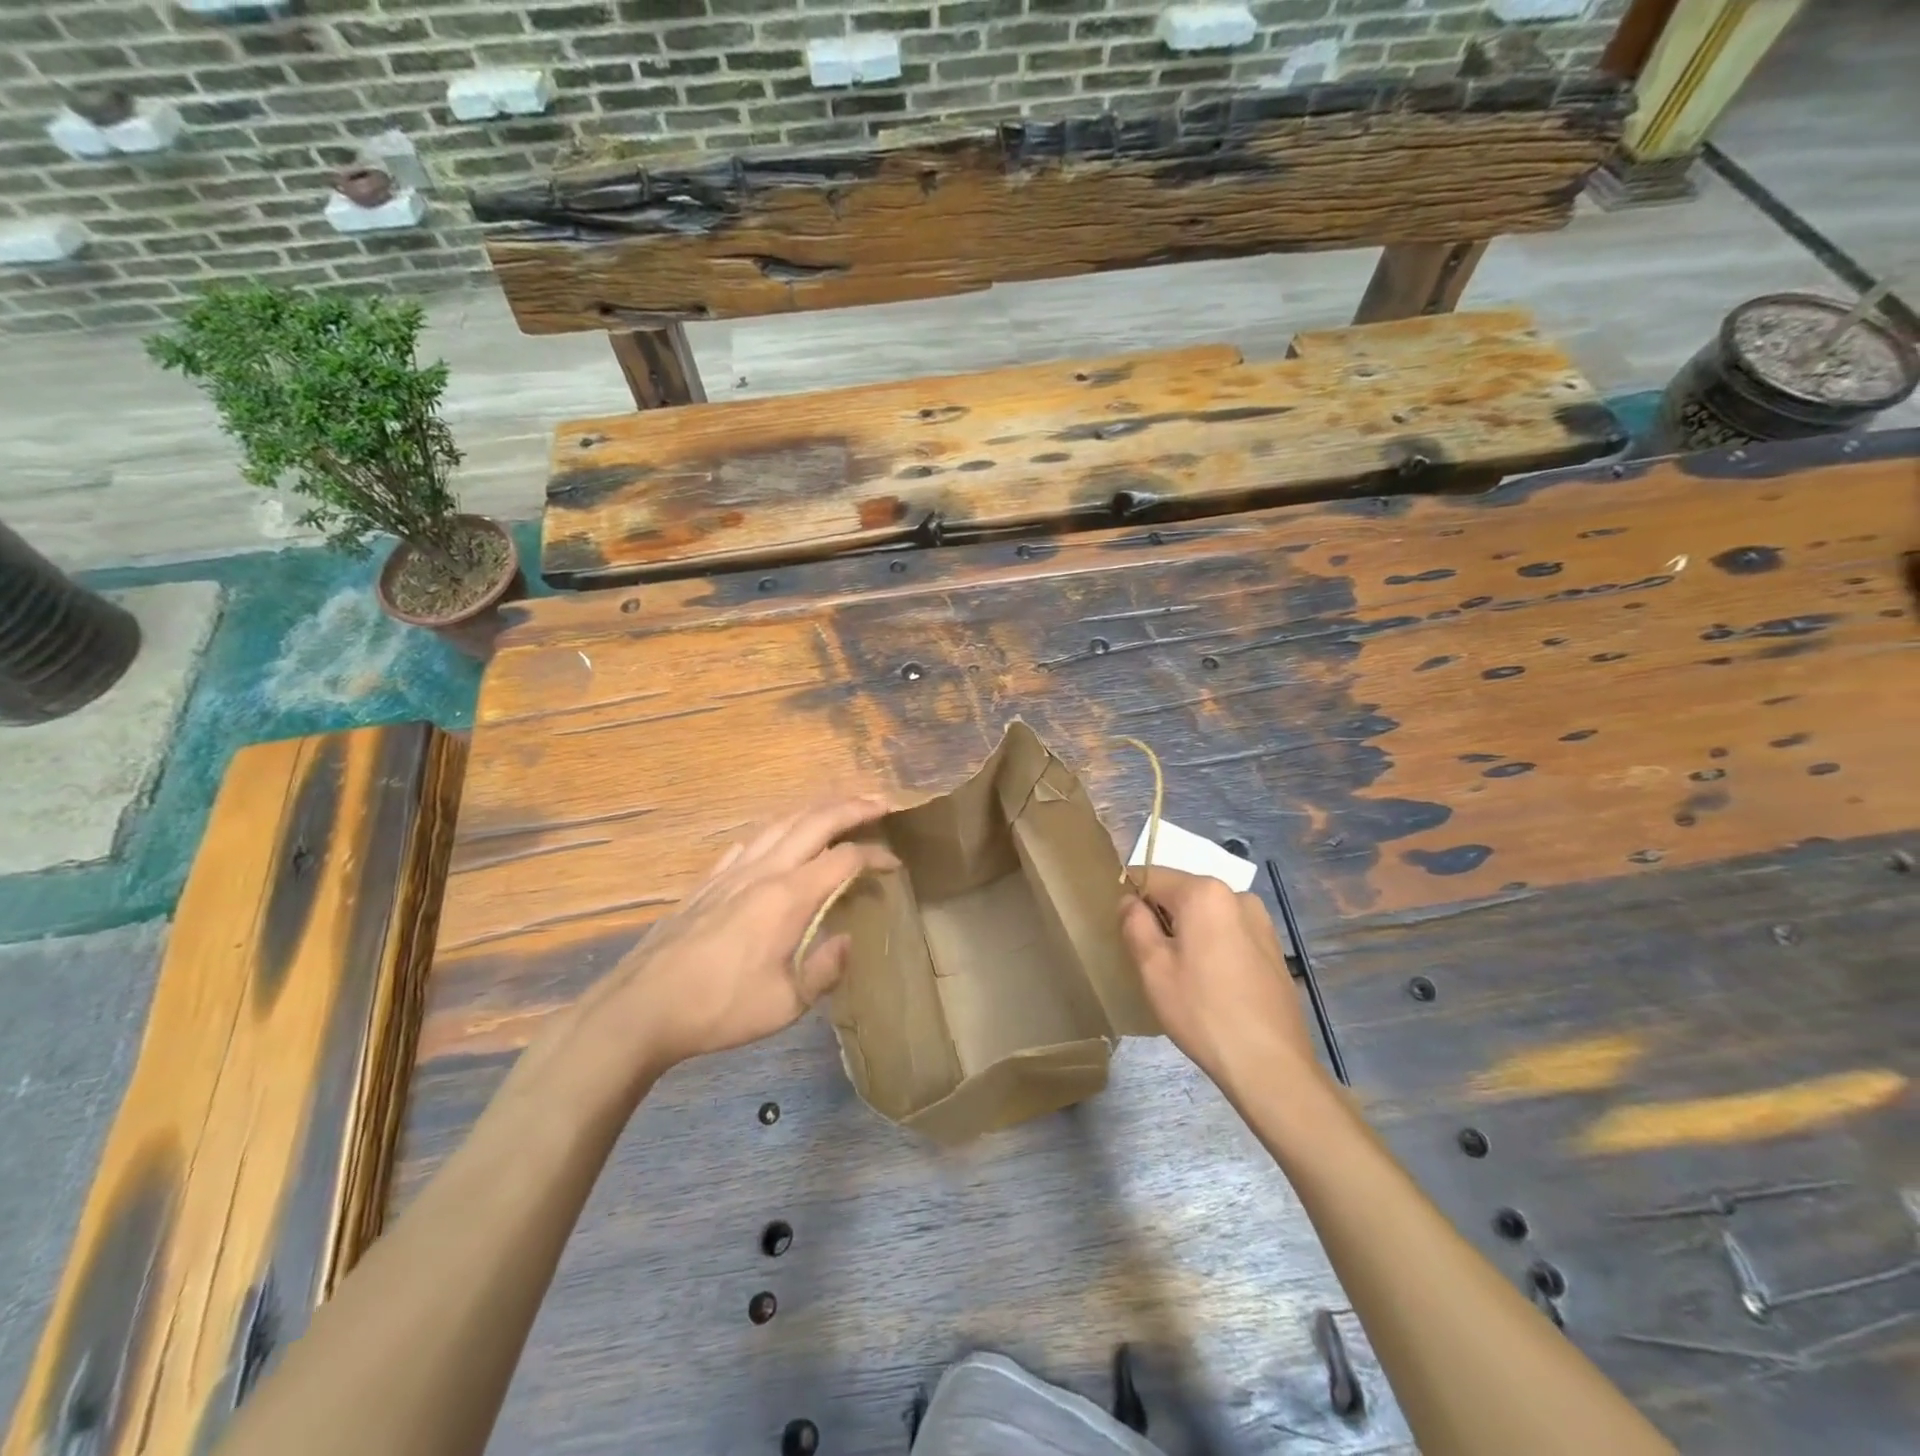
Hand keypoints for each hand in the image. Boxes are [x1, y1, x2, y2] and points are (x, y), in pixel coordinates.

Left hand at [581, 795, 896, 1080]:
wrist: (642, 1007)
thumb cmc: (720, 1007)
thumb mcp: (786, 1003)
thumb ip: (826, 969)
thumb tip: (848, 940)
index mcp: (789, 896)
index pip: (845, 859)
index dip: (876, 857)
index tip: (895, 867)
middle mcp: (764, 871)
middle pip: (816, 821)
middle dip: (852, 806)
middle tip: (881, 802)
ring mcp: (732, 872)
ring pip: (781, 823)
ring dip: (815, 811)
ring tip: (836, 810)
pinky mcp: (708, 882)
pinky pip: (749, 842)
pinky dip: (775, 831)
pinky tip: (775, 841)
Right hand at [1119, 867, 1320, 1090]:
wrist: (1270, 1064)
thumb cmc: (1202, 1011)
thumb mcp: (1152, 967)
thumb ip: (1134, 923)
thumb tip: (1130, 901)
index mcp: (1204, 892)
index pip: (1151, 876)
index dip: (1132, 902)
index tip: (1129, 936)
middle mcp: (1237, 894)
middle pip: (1181, 893)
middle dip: (1162, 918)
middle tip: (1155, 963)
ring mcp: (1261, 921)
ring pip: (1206, 914)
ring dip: (1188, 933)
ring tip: (1185, 978)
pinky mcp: (1273, 947)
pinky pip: (1229, 932)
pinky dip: (1213, 946)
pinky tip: (1213, 986)